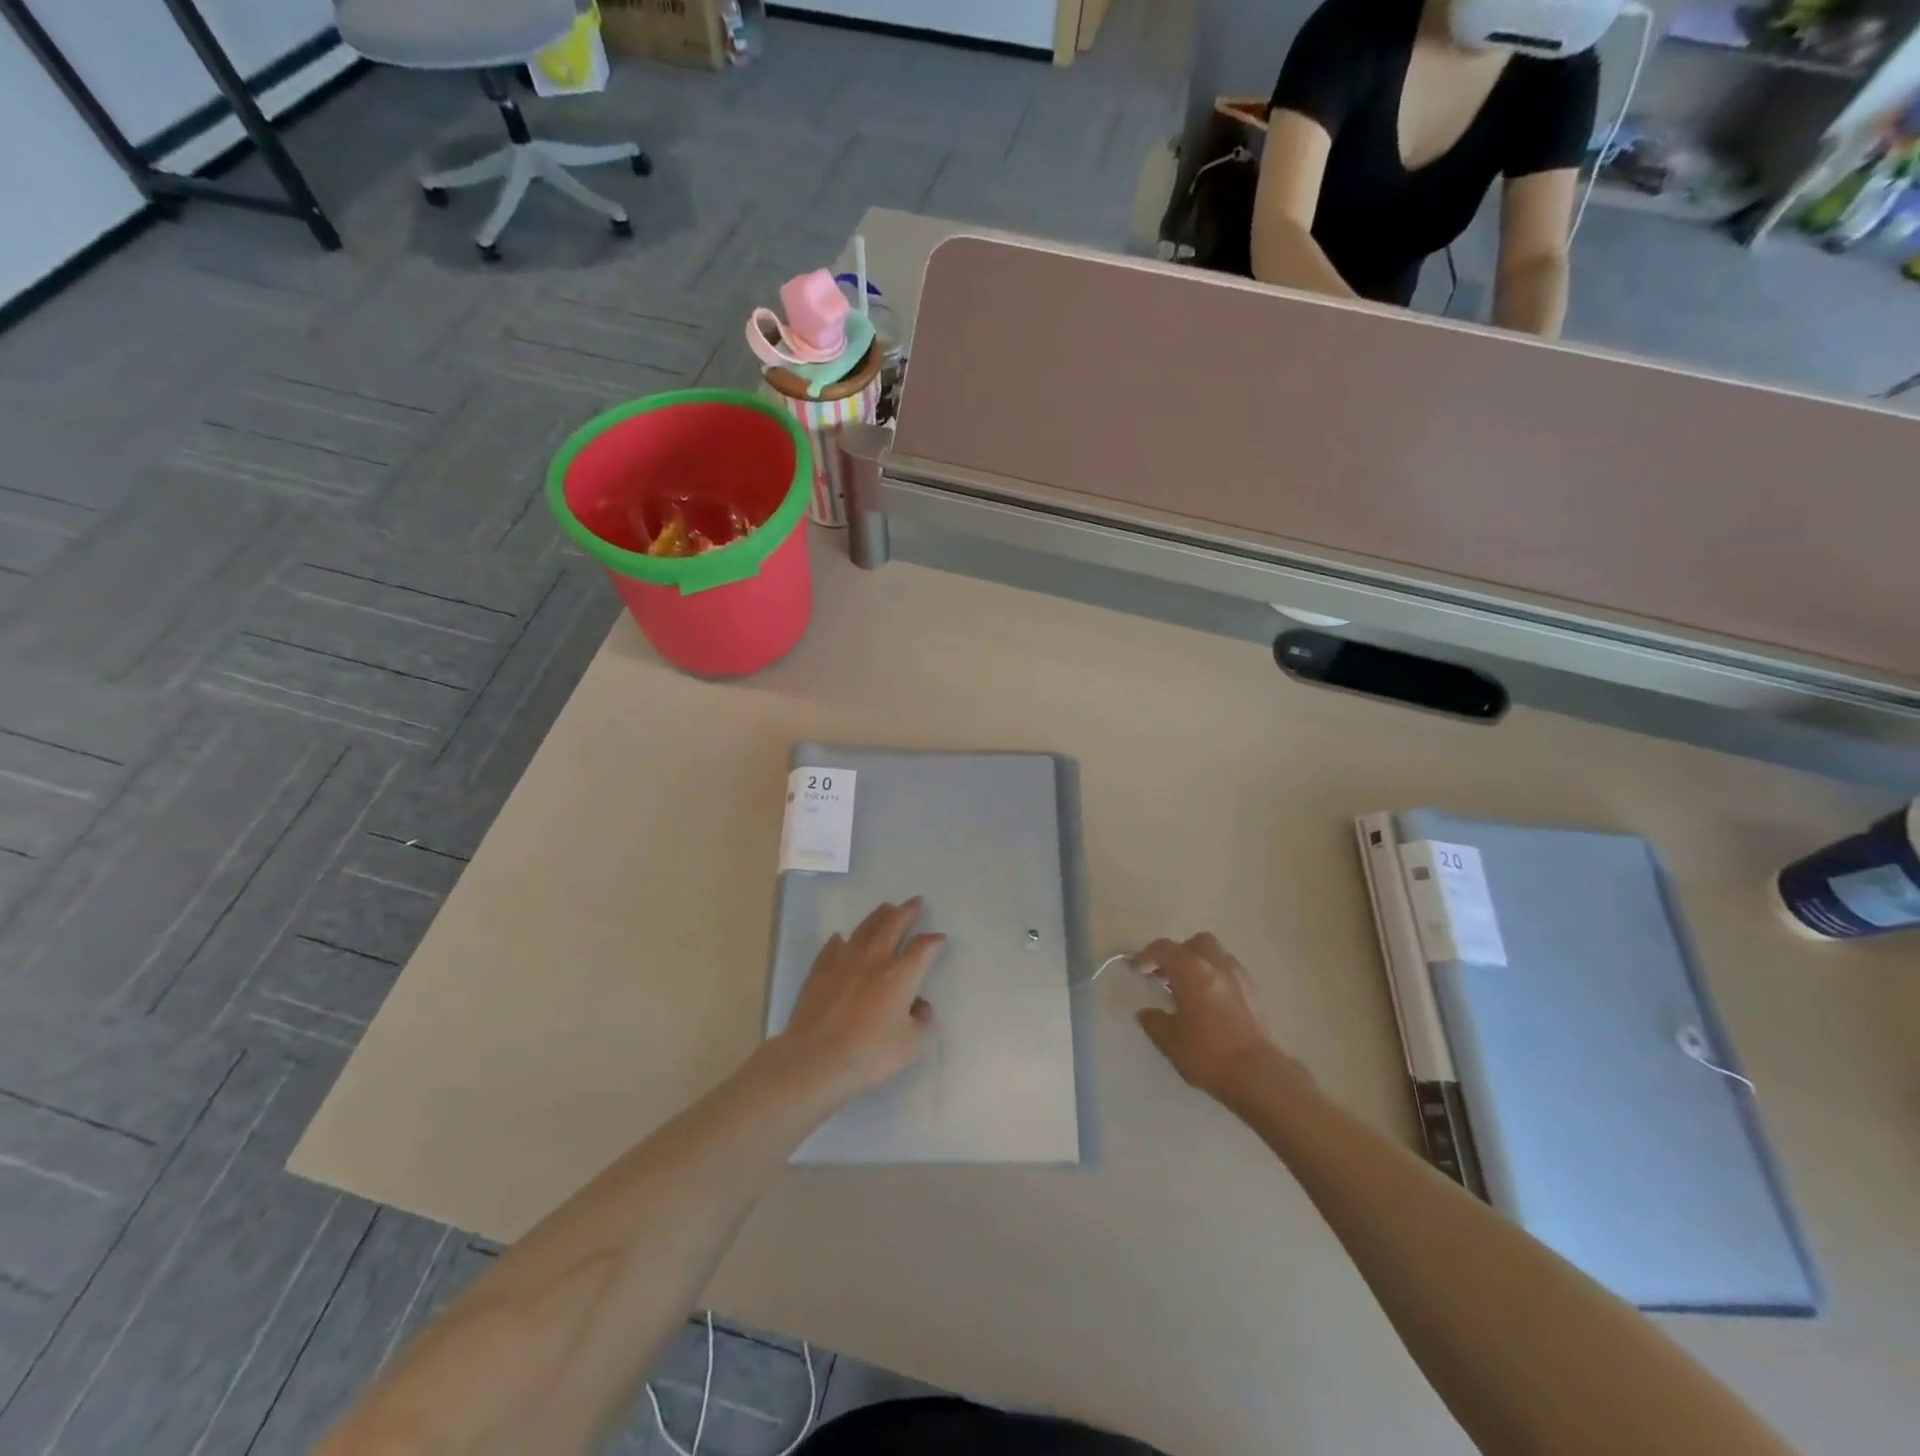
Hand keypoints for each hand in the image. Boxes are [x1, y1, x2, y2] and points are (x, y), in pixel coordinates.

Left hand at [775, 900, 944, 1102]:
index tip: (940, 938)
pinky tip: (843, 938)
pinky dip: (843, 939)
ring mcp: (845, 960)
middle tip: (915, 902)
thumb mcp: (911, 1045)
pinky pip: (834, 945)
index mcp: (901, 975)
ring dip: (879, 916)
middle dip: (907, 912)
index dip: (934, 940)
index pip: (923, 948)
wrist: (816, 1058)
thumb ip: (923, 1022)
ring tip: (887, 908)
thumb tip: (921, 1006)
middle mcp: (875, 959)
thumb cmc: (869, 1054)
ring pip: (865, 928)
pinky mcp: (821, 969)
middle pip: (893, 925)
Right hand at [1136, 933, 1304, 1105]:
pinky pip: (1230, 972)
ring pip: (1216, 955)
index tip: (1137, 970)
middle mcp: (1215, 964)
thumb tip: (1146, 1013)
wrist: (1257, 1074)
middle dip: (1178, 954)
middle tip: (1167, 975)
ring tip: (1190, 988)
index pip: (1163, 949)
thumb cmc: (1207, 1053)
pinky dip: (1216, 978)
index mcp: (1190, 970)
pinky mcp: (1254, 992)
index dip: (1146, 956)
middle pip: (1195, 943)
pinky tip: (1211, 1002)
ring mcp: (1238, 976)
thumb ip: (1154, 1021)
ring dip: (1199, 964)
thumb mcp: (1170, 1041)